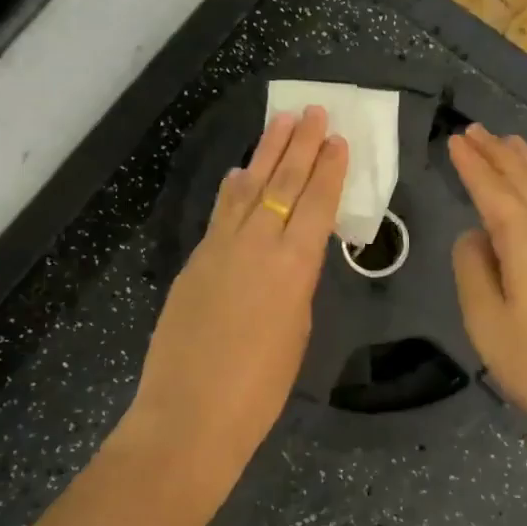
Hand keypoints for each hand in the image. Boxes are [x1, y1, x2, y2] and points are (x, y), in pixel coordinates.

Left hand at [126, 107, 348, 468]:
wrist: (189, 414)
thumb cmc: (259, 389)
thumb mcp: (296, 331)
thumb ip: (296, 283)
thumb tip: (291, 255)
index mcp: (293, 266)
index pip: (316, 203)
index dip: (329, 169)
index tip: (337, 139)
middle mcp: (257, 244)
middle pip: (283, 182)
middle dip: (301, 144)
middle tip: (313, 111)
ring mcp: (220, 247)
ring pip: (248, 187)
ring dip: (266, 152)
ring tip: (281, 122)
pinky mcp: (195, 258)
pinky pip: (221, 212)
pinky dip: (234, 188)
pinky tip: (239, 172)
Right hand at [448, 125, 526, 437]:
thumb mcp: (485, 320)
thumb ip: (472, 268)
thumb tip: (474, 237)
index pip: (492, 190)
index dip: (472, 165)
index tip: (454, 141)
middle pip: (524, 179)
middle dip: (497, 153)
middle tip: (474, 130)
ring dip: (526, 162)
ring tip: (508, 142)